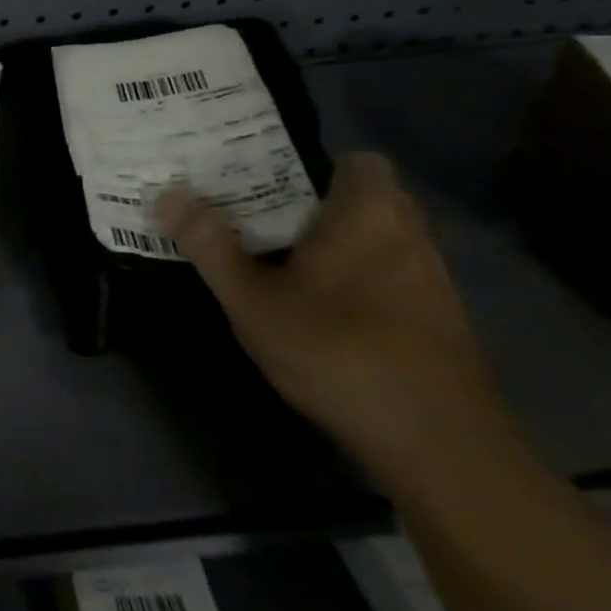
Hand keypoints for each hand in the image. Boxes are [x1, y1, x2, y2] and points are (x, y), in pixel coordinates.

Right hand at [155, 153, 502, 474]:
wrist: (441, 448)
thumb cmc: (339, 352)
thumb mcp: (253, 301)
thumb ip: (210, 246)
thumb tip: (168, 194)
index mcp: (368, 215)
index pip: (359, 161)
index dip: (318, 164)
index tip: (270, 178)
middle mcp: (410, 237)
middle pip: (368, 199)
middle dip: (320, 204)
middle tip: (262, 216)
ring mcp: (434, 283)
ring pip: (383, 241)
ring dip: (342, 245)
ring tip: (284, 260)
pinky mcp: (443, 325)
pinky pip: (396, 279)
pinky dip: (363, 281)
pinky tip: (326, 311)